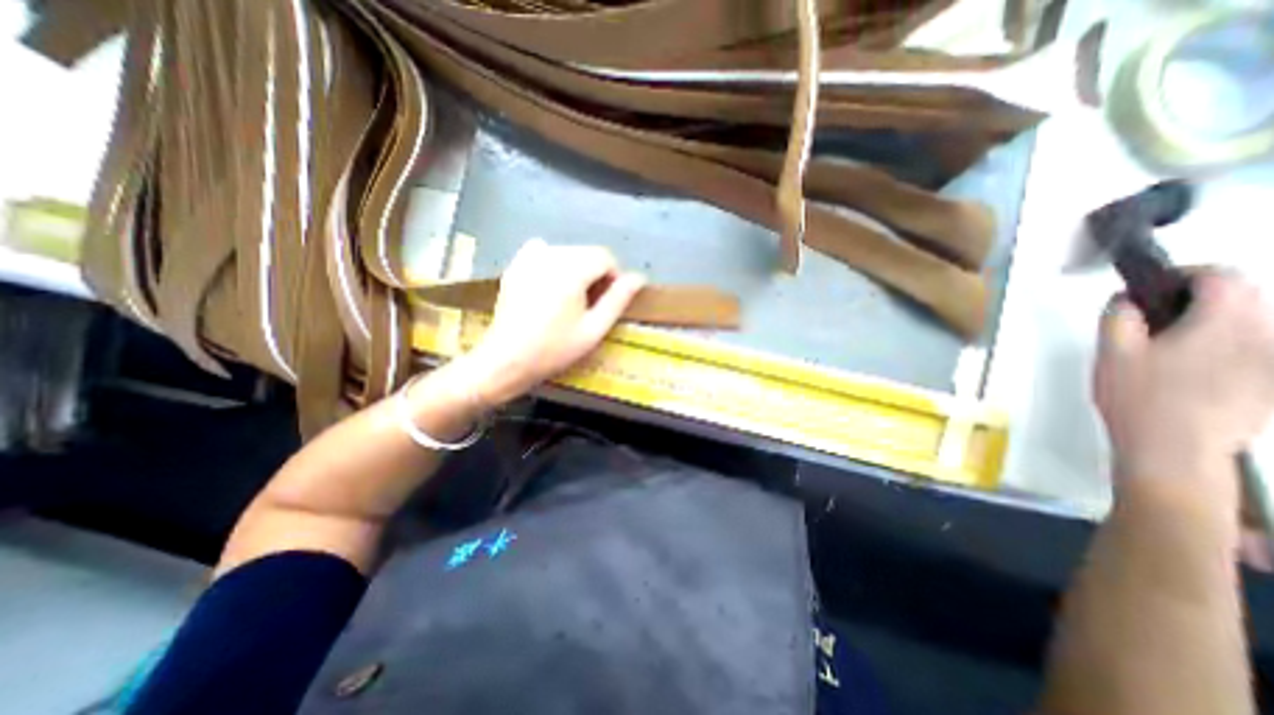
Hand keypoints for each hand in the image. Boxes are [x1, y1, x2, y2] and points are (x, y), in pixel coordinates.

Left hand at [456, 240, 642, 406]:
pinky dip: (553, 263)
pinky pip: (544, 252)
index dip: (614, 277)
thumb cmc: (554, 349)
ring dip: (576, 270)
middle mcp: (550, 255)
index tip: (608, 301)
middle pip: (586, 252)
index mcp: (571, 271)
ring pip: (567, 252)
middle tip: (589, 306)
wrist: (506, 359)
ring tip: (570, 300)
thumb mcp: (593, 329)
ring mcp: (529, 258)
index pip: (605, 256)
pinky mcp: (516, 264)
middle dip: (595, 274)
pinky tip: (550, 285)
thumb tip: (638, 277)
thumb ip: (618, 300)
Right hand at [1091, 270, 1273, 501]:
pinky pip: (1252, 351)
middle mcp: (1263, 335)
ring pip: (1249, 325)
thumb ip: (1119, 317)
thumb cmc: (1138, 397)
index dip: (1184, 275)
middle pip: (1242, 298)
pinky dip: (1223, 349)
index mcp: (1221, 323)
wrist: (1175, 447)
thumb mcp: (1112, 352)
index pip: (1221, 277)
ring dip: (1210, 325)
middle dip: (1196, 300)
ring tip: (1166, 351)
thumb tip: (1126, 300)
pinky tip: (1189, 373)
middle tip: (1151, 321)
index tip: (1151, 289)